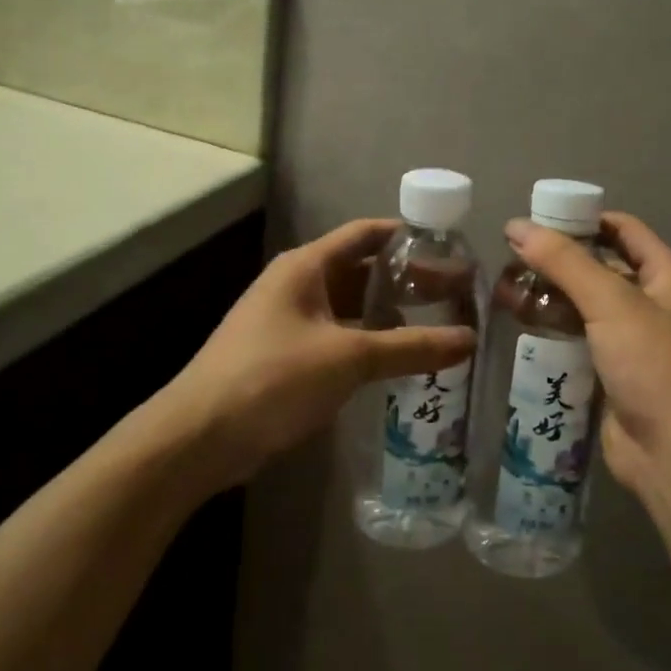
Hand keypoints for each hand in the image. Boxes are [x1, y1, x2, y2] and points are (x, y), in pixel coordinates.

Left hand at [169, 219, 476, 484]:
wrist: (200, 436)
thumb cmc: (273, 378)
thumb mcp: (348, 358)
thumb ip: (411, 347)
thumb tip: (470, 339)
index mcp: (306, 267)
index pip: (365, 234)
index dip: (407, 236)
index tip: (450, 248)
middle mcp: (297, 285)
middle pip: (360, 270)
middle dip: (406, 281)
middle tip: (454, 294)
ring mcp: (289, 321)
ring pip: (349, 307)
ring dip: (388, 314)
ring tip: (436, 325)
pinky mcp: (286, 355)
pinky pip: (337, 336)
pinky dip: (368, 342)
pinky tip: (397, 359)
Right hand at [503, 213, 670, 499]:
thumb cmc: (653, 364)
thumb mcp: (611, 302)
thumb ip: (565, 262)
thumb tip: (517, 225)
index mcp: (664, 275)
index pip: (622, 229)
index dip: (582, 219)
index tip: (537, 219)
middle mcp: (649, 303)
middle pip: (597, 267)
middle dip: (556, 261)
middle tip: (509, 259)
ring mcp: (629, 341)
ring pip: (582, 305)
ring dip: (548, 297)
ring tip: (504, 292)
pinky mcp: (609, 373)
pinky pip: (576, 340)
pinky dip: (550, 330)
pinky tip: (519, 326)